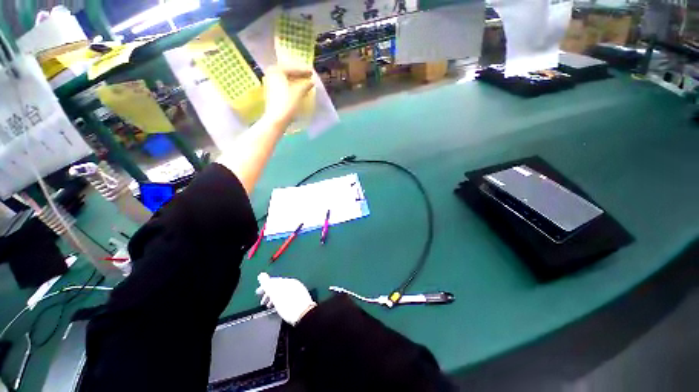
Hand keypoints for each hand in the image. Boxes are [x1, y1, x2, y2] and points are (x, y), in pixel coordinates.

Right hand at [256, 273, 315, 325]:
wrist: (305, 317)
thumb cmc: (288, 305)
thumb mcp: (274, 293)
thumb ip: (267, 283)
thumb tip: (261, 275)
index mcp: (288, 281)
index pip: (273, 281)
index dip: (264, 287)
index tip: (258, 294)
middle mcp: (295, 285)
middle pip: (278, 288)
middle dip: (269, 294)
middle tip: (263, 302)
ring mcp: (299, 294)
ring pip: (283, 294)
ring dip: (274, 299)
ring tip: (269, 307)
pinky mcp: (301, 302)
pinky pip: (288, 299)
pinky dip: (281, 302)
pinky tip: (279, 308)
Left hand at [262, 65, 314, 128]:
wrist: (276, 118)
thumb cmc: (288, 102)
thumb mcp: (300, 90)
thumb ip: (306, 83)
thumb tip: (311, 82)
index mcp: (276, 71)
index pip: (292, 68)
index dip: (303, 70)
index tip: (312, 72)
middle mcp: (271, 75)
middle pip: (287, 72)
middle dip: (298, 74)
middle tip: (309, 76)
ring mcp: (269, 85)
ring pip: (284, 79)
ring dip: (295, 80)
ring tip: (305, 83)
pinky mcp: (270, 93)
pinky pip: (282, 85)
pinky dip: (290, 86)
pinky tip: (298, 89)